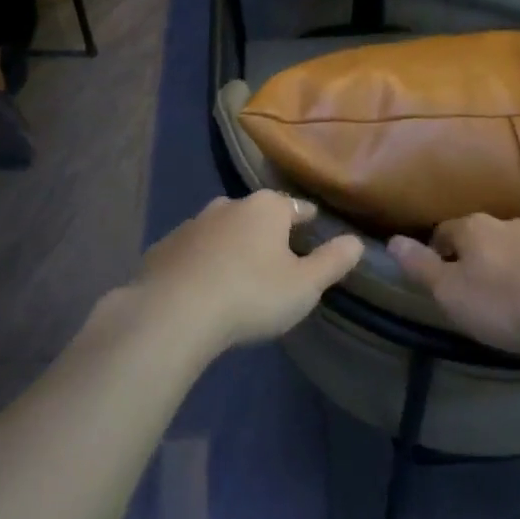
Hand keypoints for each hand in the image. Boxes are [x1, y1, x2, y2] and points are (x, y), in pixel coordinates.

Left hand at [136, 193, 363, 354]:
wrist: (173, 313)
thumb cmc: (250, 295)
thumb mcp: (304, 286)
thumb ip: (333, 261)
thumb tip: (357, 241)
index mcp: (267, 208)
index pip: (296, 206)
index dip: (307, 218)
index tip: (313, 226)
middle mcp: (229, 205)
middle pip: (256, 214)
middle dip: (266, 230)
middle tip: (276, 256)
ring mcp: (192, 224)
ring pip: (221, 229)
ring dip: (231, 244)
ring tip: (238, 271)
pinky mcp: (163, 247)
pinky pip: (191, 251)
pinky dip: (200, 261)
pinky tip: (201, 285)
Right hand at [388, 215, 519, 356]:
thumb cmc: (503, 305)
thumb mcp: (449, 293)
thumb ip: (420, 266)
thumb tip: (392, 240)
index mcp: (474, 229)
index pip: (444, 231)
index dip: (437, 252)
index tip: (438, 276)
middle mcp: (508, 222)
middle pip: (483, 234)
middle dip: (476, 252)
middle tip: (474, 285)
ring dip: (514, 253)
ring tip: (513, 283)